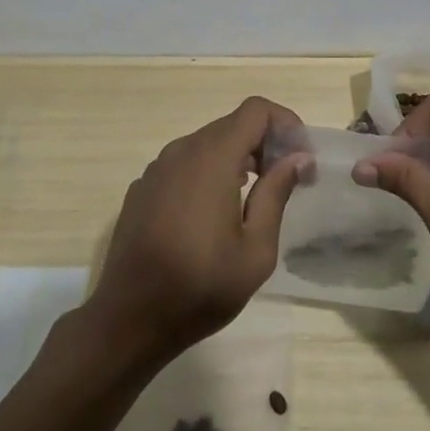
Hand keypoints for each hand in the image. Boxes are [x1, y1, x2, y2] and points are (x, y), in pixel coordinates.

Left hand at [86, 97, 305, 364]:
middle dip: (265, 143)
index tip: (301, 158)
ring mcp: (157, 168)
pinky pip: (184, 164)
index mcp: (212, 158)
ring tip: (254, 198)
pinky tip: (213, 214)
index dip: (285, 124)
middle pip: (232, 125)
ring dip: (237, 158)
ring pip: (207, 144)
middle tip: (285, 181)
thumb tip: (297, 158)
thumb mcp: (255, 250)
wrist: (129, 320)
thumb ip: (276, 194)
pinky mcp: (143, 187)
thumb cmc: (200, 287)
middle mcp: (181, 150)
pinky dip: (208, 172)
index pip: (256, 110)